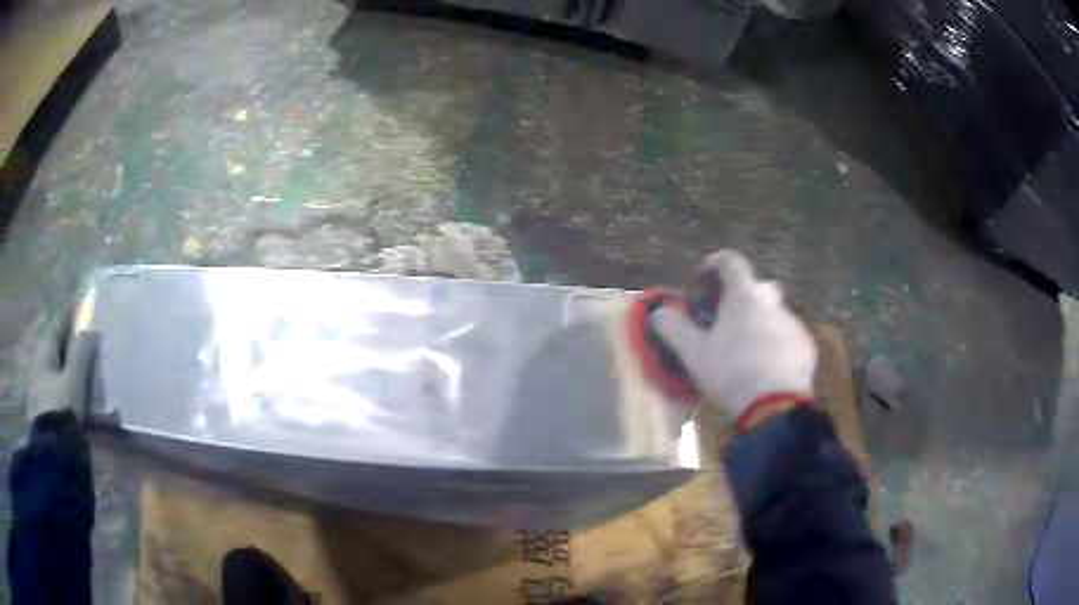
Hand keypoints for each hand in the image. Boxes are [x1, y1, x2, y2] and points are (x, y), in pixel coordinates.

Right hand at [652, 250, 817, 422]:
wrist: (775, 407)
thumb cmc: (731, 373)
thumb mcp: (693, 354)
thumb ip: (674, 327)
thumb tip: (658, 311)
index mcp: (743, 295)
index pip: (730, 260)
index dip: (714, 267)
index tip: (704, 287)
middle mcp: (772, 300)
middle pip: (754, 287)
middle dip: (739, 299)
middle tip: (725, 324)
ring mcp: (792, 322)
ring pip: (773, 312)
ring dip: (759, 322)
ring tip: (746, 351)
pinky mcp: (806, 345)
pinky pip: (787, 335)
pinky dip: (776, 343)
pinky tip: (767, 368)